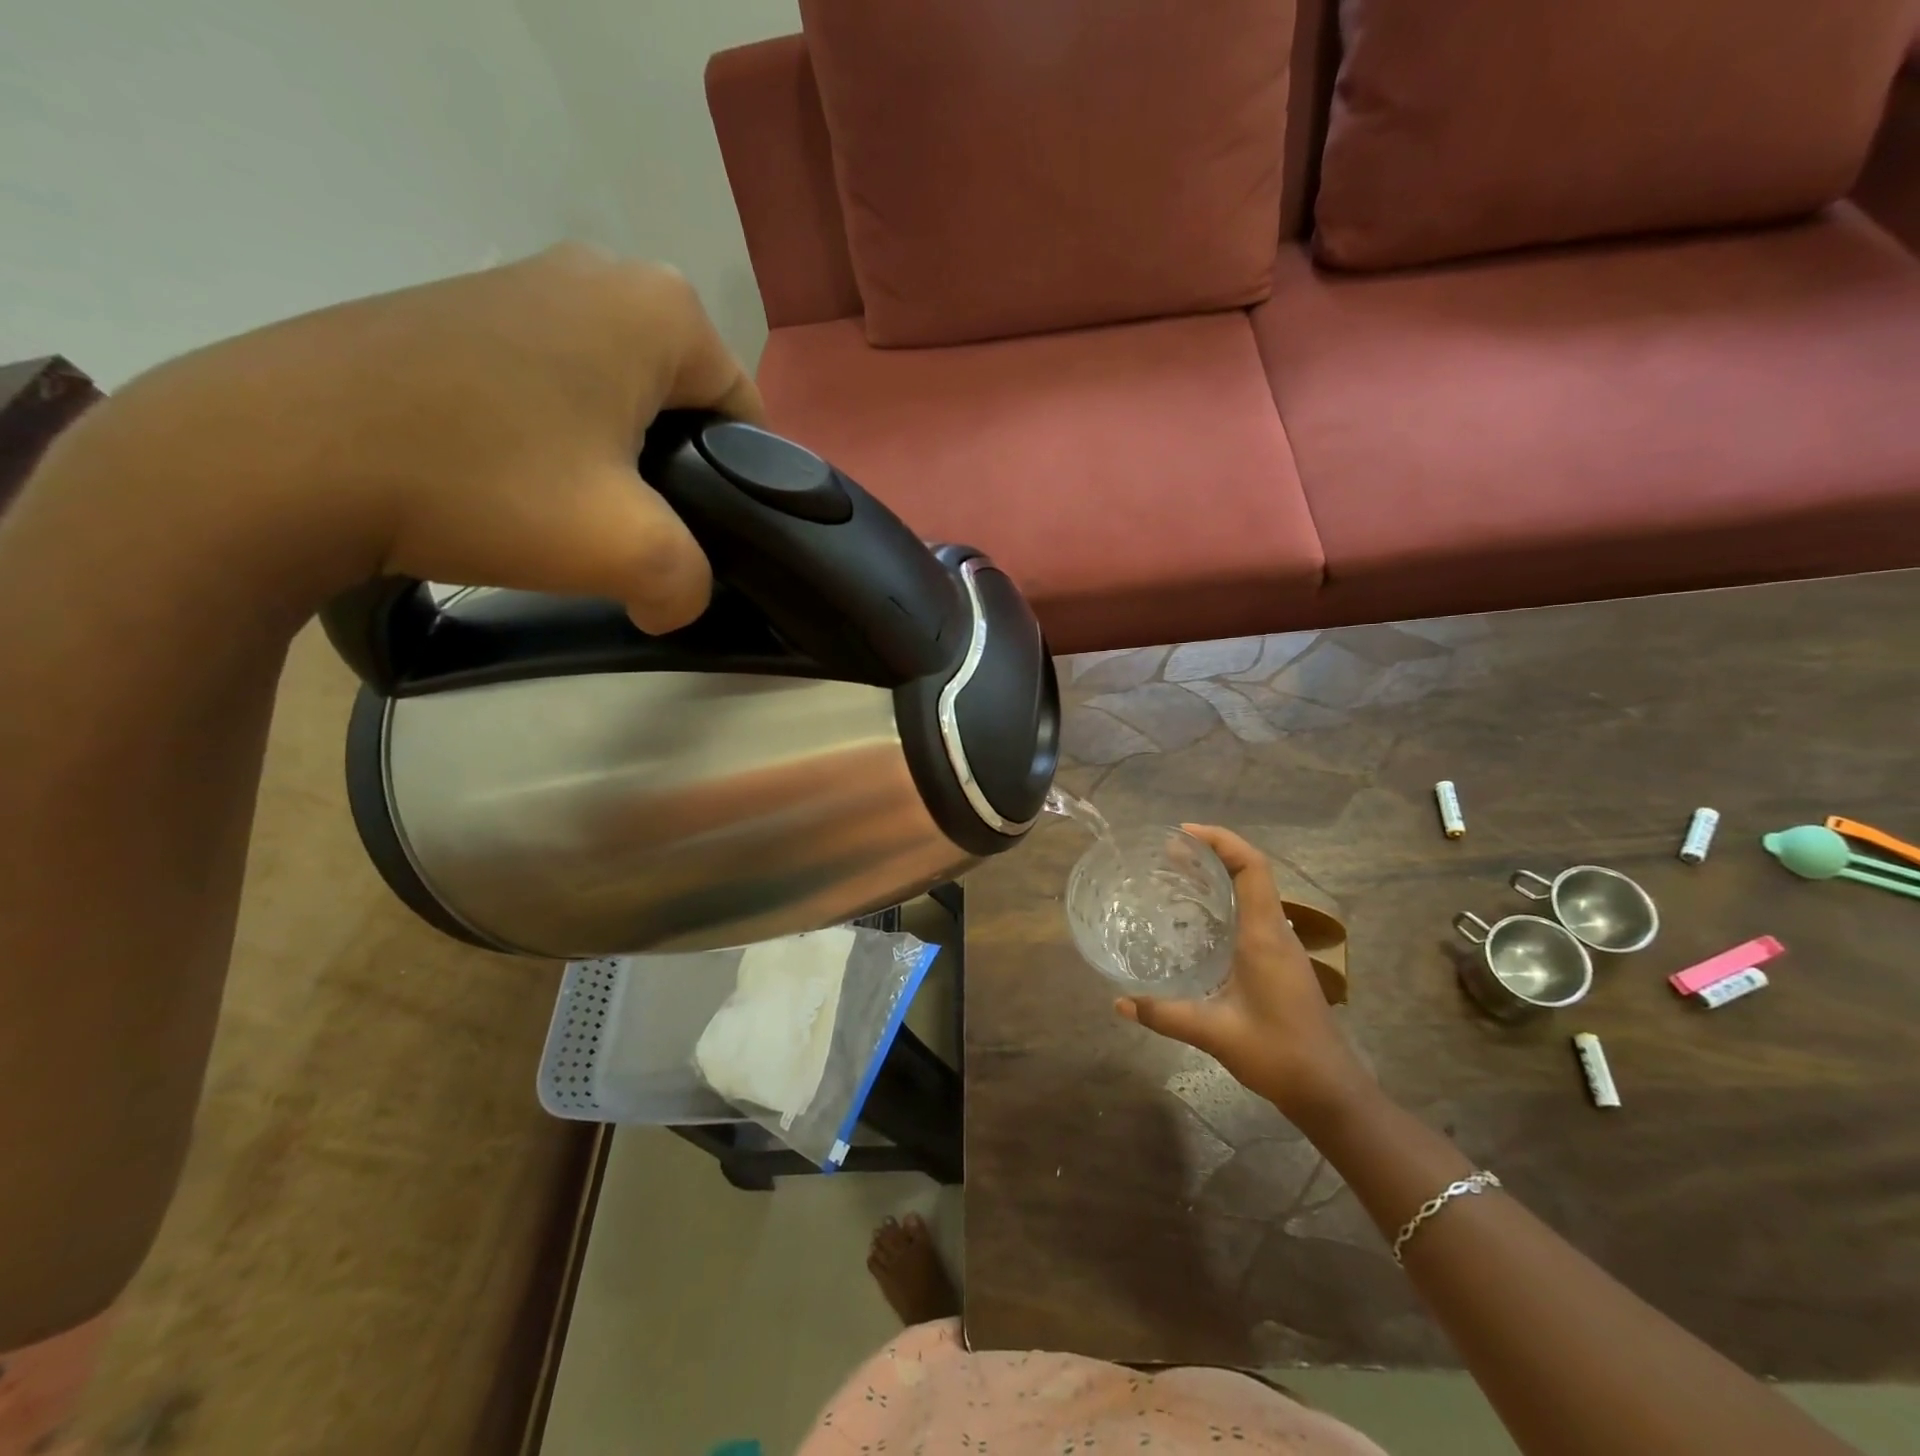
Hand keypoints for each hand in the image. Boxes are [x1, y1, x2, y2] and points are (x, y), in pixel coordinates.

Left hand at [91, 243, 763, 631]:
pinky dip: (558, 435)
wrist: (281, 456)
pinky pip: (555, 382)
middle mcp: (600, 272)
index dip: (738, 487)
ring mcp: (522, 280)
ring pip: (620, 394)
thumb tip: (673, 603)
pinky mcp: (463, 307)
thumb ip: (692, 587)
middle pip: (685, 403)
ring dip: (617, 457)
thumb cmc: (486, 485)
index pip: (746, 413)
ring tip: (573, 512)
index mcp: (660, 309)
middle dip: (677, 471)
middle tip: (636, 530)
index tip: (702, 538)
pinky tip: (517, 480)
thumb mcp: (631, 553)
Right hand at [1115, 825, 1375, 1123]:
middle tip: (1168, 853)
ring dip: (1220, 875)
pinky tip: (1197, 920)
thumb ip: (1165, 1015)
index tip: (1182, 834)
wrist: (1331, 1091)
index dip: (1221, 841)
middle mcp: (1276, 932)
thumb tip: (1119, 1002)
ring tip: (1177, 875)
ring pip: (1253, 892)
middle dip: (1212, 852)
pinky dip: (1226, 900)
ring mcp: (1281, 947)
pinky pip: (1253, 913)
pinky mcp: (1279, 962)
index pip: (1252, 867)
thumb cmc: (1279, 1054)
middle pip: (1251, 872)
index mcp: (1265, 935)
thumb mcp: (1215, 1033)